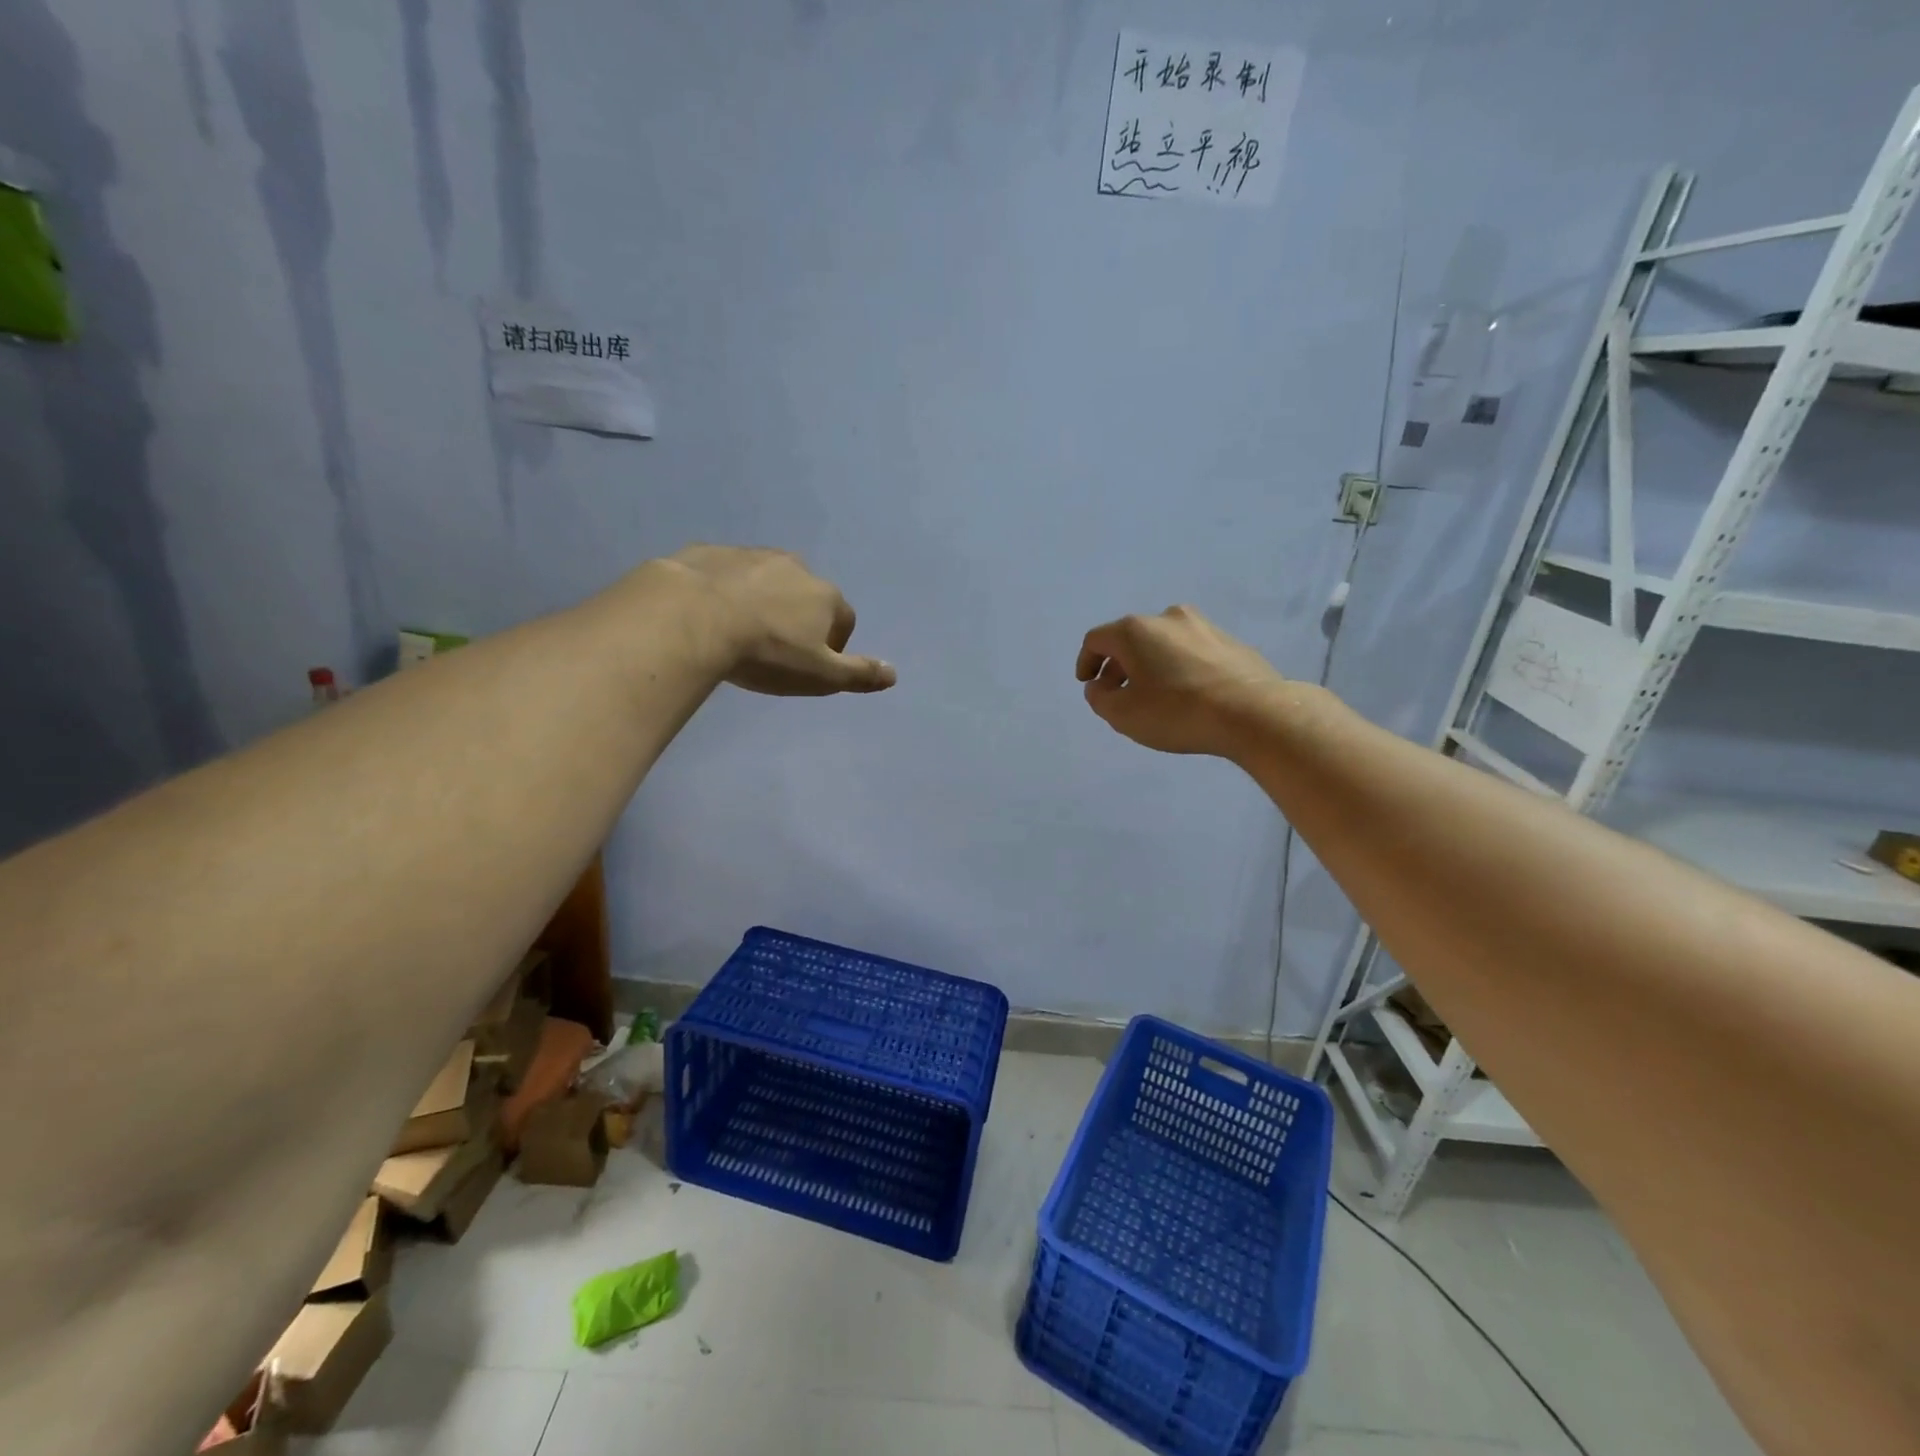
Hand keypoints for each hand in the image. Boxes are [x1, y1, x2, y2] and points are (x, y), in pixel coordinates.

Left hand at [667, 545, 895, 696]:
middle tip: (775, 648)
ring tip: (740, 631)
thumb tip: (894, 674)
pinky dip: (725, 590)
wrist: (691, 617)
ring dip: (762, 601)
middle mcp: (795, 567)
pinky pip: (726, 573)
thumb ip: (858, 673)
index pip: (843, 619)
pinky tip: (709, 615)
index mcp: (825, 596)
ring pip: (766, 580)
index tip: (812, 663)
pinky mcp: (711, 552)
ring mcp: (751, 555)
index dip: (833, 643)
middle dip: (797, 617)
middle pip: (806, 594)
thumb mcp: (820, 676)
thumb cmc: (766, 653)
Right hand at [1075, 605, 1284, 756]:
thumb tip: (1100, 686)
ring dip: (1151, 665)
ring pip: (1163, 644)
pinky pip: (1191, 653)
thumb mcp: (1123, 714)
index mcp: (1135, 630)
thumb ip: (1100, 698)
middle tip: (1119, 694)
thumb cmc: (1176, 712)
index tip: (1088, 684)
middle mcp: (1167, 618)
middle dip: (1119, 666)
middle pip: (1131, 639)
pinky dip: (1180, 668)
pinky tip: (1187, 694)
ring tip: (1155, 695)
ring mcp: (1203, 626)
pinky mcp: (1231, 642)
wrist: (1252, 713)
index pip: (1096, 640)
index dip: (1086, 662)